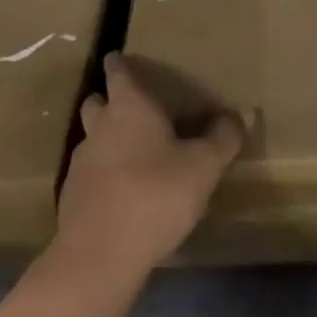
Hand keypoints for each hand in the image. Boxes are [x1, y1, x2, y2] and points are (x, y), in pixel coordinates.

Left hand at [54, 53, 245, 280]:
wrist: (98, 257)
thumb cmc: (154, 195)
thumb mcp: (202, 167)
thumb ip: (223, 138)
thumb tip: (244, 112)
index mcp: (129, 105)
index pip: (118, 70)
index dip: (120, 63)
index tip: (124, 59)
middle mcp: (100, 124)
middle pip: (97, 101)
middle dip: (110, 100)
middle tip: (135, 110)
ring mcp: (81, 161)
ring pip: (91, 137)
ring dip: (106, 139)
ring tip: (131, 154)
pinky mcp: (71, 196)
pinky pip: (88, 173)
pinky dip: (101, 175)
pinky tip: (120, 193)